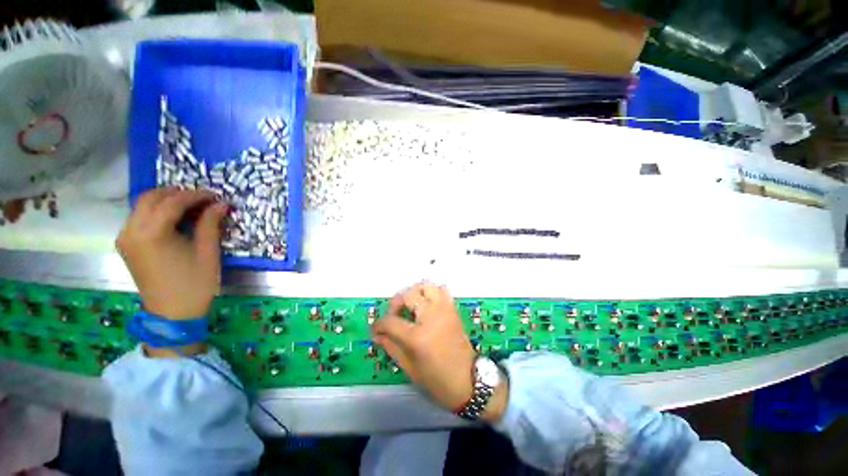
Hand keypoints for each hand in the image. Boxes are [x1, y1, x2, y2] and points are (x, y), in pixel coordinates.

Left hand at [116, 188, 228, 319]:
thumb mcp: (207, 252)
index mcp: (152, 233)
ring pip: (142, 205)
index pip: (172, 202)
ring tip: (191, 206)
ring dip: (166, 200)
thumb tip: (221, 204)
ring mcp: (125, 238)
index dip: (196, 195)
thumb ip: (210, 224)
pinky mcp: (126, 245)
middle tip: (203, 199)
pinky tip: (174, 218)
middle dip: (178, 193)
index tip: (216, 195)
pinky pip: (138, 217)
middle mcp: (131, 231)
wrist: (172, 313)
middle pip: (151, 197)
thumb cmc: (194, 283)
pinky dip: (156, 211)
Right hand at [372, 282, 507, 419]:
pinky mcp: (452, 309)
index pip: (390, 321)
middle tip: (394, 315)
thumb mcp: (409, 368)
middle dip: (396, 303)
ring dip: (414, 293)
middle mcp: (431, 316)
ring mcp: (444, 309)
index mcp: (418, 336)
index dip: (379, 324)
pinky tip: (426, 304)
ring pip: (426, 286)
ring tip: (410, 306)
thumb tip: (377, 335)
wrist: (469, 380)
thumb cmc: (437, 380)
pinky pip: (441, 290)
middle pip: (408, 295)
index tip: (376, 329)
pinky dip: (431, 292)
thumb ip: (391, 347)